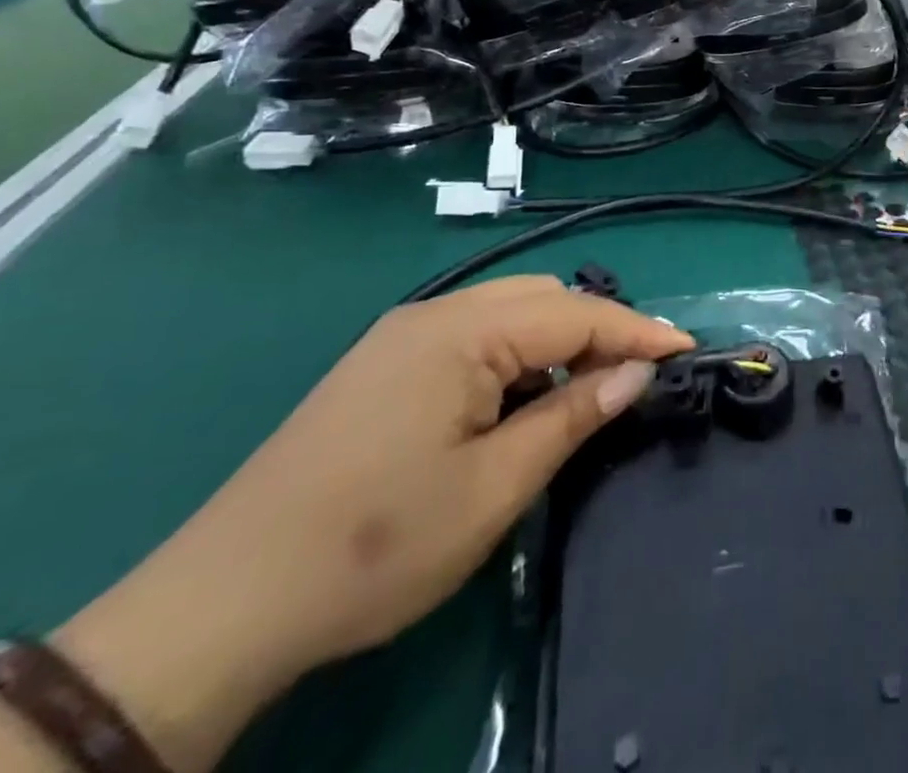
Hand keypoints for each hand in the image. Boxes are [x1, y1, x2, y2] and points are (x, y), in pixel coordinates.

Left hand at [55, 279, 692, 771]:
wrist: (218, 607)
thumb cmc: (374, 546)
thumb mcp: (494, 487)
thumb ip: (574, 416)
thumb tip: (637, 372)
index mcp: (462, 332)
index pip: (576, 313)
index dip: (638, 331)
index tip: (688, 348)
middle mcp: (434, 315)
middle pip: (543, 299)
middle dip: (599, 329)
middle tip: (636, 376)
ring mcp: (402, 336)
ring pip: (508, 313)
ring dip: (557, 342)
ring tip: (586, 391)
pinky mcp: (382, 365)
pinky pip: (473, 336)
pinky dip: (515, 356)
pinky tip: (519, 403)